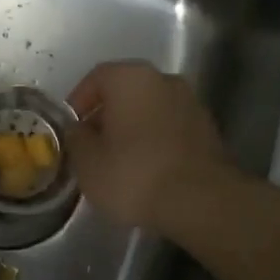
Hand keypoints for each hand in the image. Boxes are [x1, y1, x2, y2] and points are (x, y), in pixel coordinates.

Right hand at [66, 61, 234, 234]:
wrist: (201, 202)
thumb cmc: (135, 174)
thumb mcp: (88, 162)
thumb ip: (76, 138)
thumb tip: (77, 130)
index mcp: (130, 78)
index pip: (96, 78)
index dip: (78, 102)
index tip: (71, 128)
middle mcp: (164, 79)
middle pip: (125, 92)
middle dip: (106, 115)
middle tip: (92, 145)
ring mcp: (191, 103)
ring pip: (149, 109)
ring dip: (132, 128)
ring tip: (118, 161)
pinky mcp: (208, 129)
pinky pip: (170, 127)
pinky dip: (155, 141)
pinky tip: (147, 169)